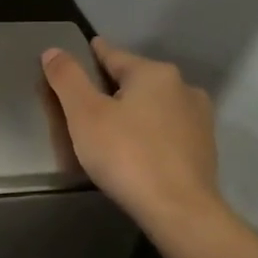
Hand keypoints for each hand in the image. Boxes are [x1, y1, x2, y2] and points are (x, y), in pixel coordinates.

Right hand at [41, 36, 226, 233]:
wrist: (179, 209)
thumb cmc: (126, 155)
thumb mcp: (84, 114)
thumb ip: (67, 79)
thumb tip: (52, 51)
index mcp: (154, 74)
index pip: (115, 55)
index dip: (95, 53)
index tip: (87, 48)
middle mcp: (183, 88)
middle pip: (138, 80)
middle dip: (115, 85)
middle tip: (91, 97)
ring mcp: (199, 119)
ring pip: (156, 105)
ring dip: (136, 109)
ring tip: (114, 124)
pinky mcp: (204, 149)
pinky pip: (168, 130)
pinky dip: (151, 132)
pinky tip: (138, 148)